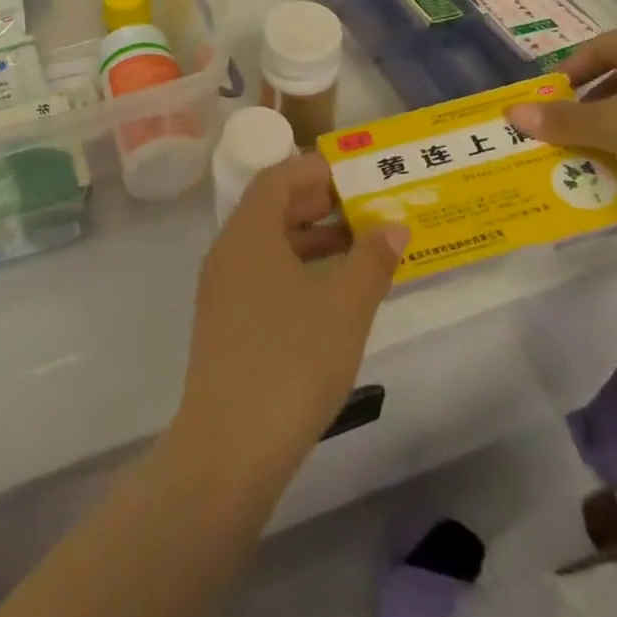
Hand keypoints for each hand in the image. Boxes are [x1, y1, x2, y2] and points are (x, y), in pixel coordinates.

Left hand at [172, 154, 408, 486]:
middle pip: (270, 208)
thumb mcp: (344, 307)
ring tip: (357, 248)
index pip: (277, 178)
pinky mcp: (224, 323)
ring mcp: (222, 289)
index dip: (314, 170)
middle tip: (362, 207)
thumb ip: (372, 261)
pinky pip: (261, 275)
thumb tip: (394, 226)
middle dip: (317, 203)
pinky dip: (296, 270)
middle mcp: (228, 250)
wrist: (229, 446)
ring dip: (309, 239)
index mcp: (249, 232)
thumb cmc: (291, 360)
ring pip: (267, 245)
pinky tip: (329, 294)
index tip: (352, 173)